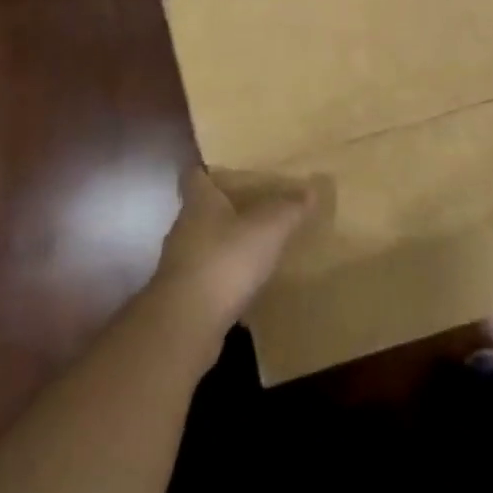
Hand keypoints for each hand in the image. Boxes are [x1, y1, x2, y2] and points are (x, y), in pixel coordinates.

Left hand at [152, 165, 315, 335]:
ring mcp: (181, 264)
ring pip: (204, 244)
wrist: (186, 324)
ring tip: (255, 244)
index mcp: (199, 203)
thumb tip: (311, 189)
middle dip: (224, 207)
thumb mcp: (268, 229)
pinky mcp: (183, 296)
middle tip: (254, 204)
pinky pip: (207, 276)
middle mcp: (184, 228)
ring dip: (224, 243)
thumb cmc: (225, 261)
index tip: (227, 168)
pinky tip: (246, 283)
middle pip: (201, 209)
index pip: (195, 175)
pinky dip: (224, 276)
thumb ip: (289, 208)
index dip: (208, 169)